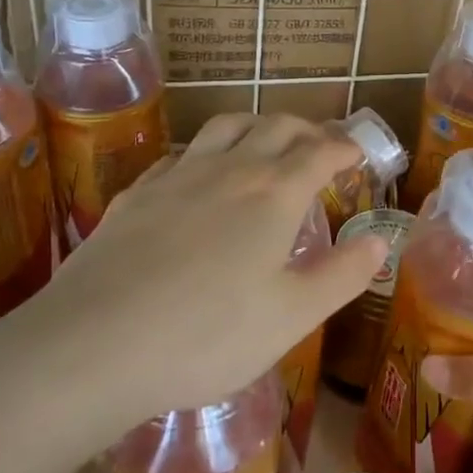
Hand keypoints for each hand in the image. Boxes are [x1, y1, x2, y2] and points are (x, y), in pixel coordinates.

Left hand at [0, 114, 386, 443]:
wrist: (92, 345)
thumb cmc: (206, 336)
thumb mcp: (291, 317)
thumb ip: (341, 276)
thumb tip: (380, 241)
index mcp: (273, 194)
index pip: (320, 152)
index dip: (344, 147)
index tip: (358, 153)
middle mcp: (228, 169)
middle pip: (275, 127)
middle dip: (306, 129)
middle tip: (320, 145)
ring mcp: (176, 176)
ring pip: (224, 128)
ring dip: (255, 126)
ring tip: (265, 143)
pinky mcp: (135, 194)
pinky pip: (180, 154)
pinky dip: (205, 152)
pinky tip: (198, 176)